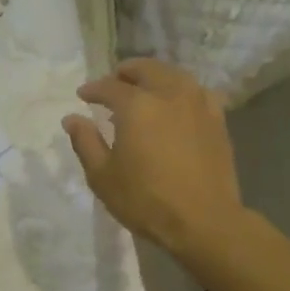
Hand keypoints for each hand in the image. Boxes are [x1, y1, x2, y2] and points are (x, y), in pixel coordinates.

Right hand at [63, 59, 245, 259]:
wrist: (204, 221)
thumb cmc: (146, 200)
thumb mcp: (103, 176)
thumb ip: (86, 142)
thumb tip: (72, 118)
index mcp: (137, 105)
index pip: (109, 86)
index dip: (93, 89)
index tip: (83, 96)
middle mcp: (168, 94)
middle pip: (146, 69)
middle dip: (125, 72)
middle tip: (113, 84)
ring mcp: (197, 104)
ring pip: (174, 75)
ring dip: (155, 77)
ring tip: (144, 91)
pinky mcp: (217, 119)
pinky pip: (197, 92)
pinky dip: (181, 90)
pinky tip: (177, 104)